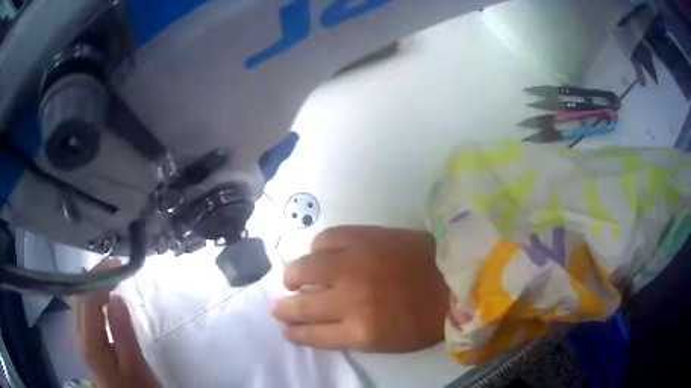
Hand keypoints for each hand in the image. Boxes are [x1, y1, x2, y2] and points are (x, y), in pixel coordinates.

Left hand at [68, 259, 159, 387]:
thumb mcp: (135, 363)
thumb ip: (122, 331)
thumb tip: (115, 296)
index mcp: (89, 342)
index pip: (87, 298)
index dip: (99, 277)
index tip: (117, 265)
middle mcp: (78, 336)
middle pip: (78, 296)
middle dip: (93, 276)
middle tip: (113, 266)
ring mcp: (80, 339)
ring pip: (77, 302)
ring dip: (90, 285)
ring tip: (106, 275)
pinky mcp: (85, 343)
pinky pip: (80, 311)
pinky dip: (88, 297)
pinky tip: (94, 295)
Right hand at [272, 226, 448, 352]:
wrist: (456, 277)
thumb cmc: (426, 317)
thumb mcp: (388, 341)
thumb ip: (350, 335)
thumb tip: (320, 321)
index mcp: (361, 331)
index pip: (312, 334)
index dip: (295, 332)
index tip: (285, 328)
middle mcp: (350, 299)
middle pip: (302, 306)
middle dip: (284, 309)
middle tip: (279, 307)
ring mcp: (355, 264)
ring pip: (304, 269)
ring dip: (292, 276)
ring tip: (292, 279)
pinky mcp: (364, 237)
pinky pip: (326, 239)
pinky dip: (318, 248)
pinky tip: (320, 254)